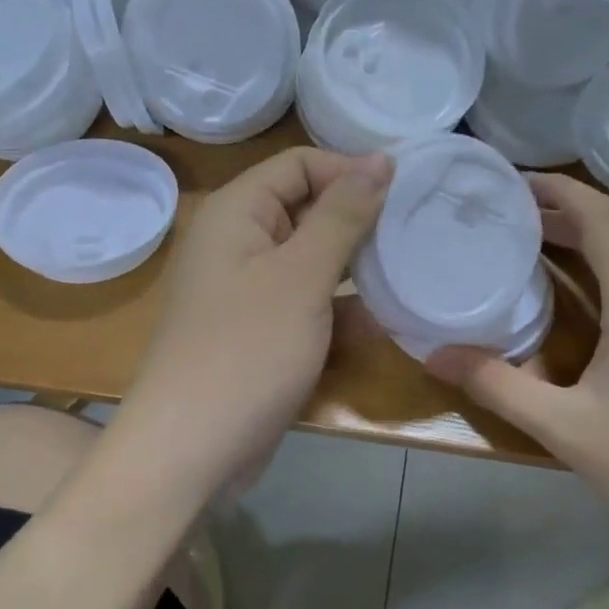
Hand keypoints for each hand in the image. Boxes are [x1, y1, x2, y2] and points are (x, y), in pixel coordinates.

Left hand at [120, 146, 391, 506]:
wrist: (192, 449)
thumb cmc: (247, 350)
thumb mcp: (301, 276)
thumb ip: (343, 215)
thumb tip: (381, 158)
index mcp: (237, 212)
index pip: (300, 164)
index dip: (350, 172)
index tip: (405, 196)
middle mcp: (238, 242)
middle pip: (307, 209)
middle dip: (359, 224)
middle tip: (416, 237)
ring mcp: (248, 290)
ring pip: (312, 261)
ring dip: (356, 271)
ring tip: (409, 277)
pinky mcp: (260, 331)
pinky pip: (306, 303)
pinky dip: (338, 311)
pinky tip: (380, 325)